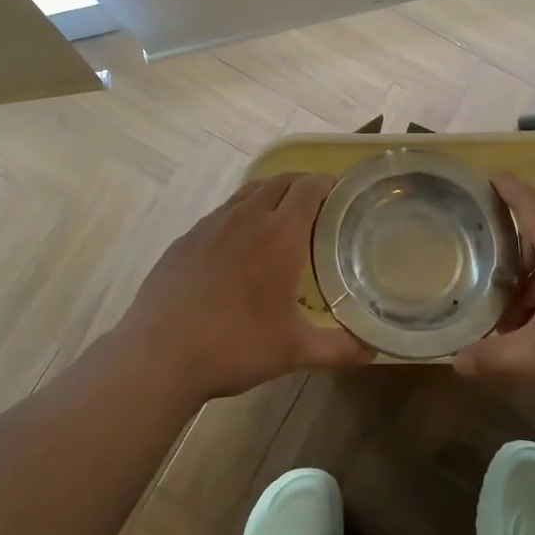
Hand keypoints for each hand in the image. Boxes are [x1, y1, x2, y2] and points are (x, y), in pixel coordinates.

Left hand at [117, 173, 373, 402]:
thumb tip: (374, 350)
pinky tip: (239, 242)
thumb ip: (339, 348)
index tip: (341, 192)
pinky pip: (223, 211)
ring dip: (271, 193)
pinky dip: (241, 212)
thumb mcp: (294, 351)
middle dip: (302, 184)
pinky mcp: (187, 237)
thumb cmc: (235, 345)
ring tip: (281, 216)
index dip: (327, 183)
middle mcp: (247, 217)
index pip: (308, 187)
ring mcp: (212, 224)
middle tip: (318, 204)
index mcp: (279, 234)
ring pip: (249, 191)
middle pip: (280, 181)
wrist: (159, 353)